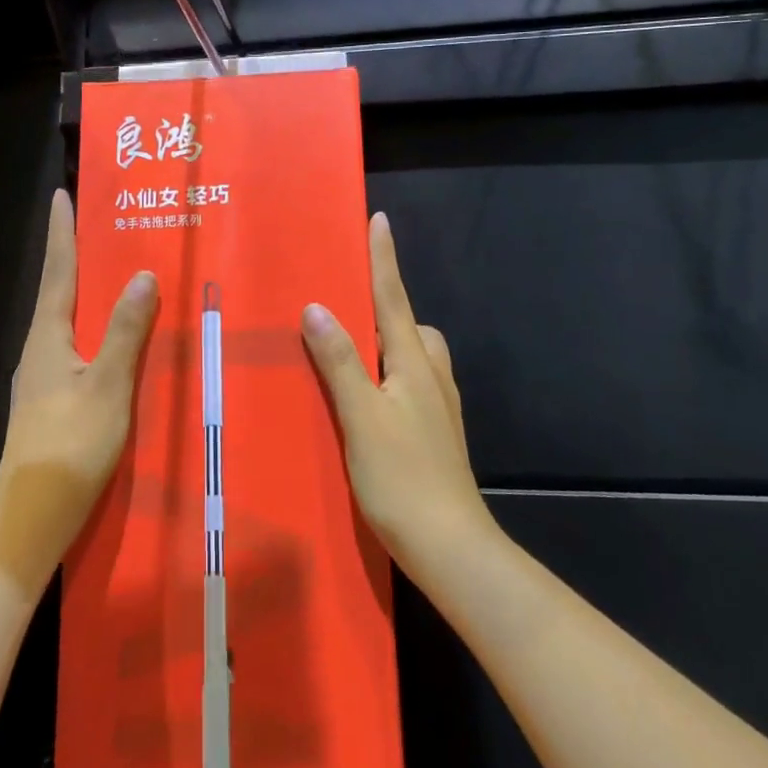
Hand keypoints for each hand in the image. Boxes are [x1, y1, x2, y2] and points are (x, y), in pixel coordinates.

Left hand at [0, 191, 157, 591]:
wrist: (32, 515)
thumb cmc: (70, 445)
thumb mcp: (108, 386)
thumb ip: (125, 332)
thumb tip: (142, 276)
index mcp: (48, 336)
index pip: (58, 271)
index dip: (62, 232)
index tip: (60, 195)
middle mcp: (40, 348)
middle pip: (59, 290)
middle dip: (76, 255)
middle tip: (99, 225)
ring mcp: (43, 376)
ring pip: (68, 320)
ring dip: (86, 291)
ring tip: (113, 272)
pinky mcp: (52, 400)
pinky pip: (76, 346)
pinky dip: (94, 327)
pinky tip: (114, 338)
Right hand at [301, 212, 495, 580]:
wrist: (451, 547)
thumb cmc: (403, 477)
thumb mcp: (362, 416)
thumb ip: (339, 362)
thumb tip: (317, 307)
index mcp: (413, 362)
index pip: (393, 297)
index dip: (384, 258)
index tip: (379, 219)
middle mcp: (431, 375)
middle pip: (409, 323)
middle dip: (385, 303)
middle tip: (346, 302)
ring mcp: (437, 405)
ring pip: (412, 354)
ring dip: (386, 341)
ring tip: (348, 351)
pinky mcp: (434, 431)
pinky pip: (410, 382)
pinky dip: (387, 372)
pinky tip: (366, 398)